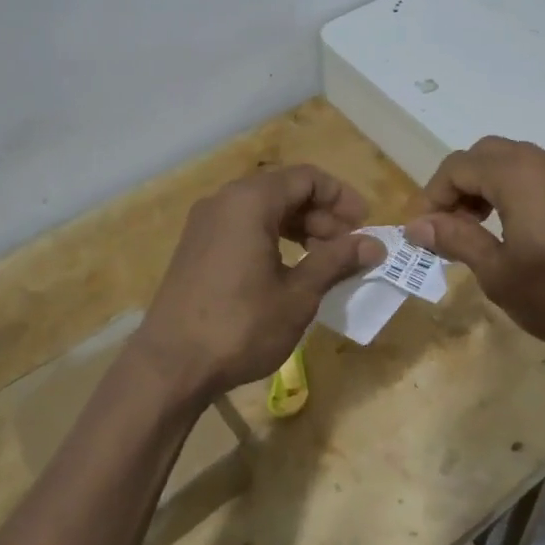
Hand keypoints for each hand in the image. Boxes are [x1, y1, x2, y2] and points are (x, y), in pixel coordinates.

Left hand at [133, 165, 383, 401]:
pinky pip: (243, 227)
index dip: (341, 197)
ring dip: (299, 228)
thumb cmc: (241, 325)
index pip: (307, 178)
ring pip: (263, 210)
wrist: (170, 366)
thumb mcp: (298, 294)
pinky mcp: (196, 248)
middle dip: (322, 215)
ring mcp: (205, 224)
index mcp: (250, 201)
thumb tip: (374, 245)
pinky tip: (288, 271)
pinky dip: (273, 239)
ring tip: (323, 261)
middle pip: (284, 190)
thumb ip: (336, 261)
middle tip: (348, 248)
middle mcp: (224, 201)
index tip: (364, 225)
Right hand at [405, 137, 544, 355]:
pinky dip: (511, 190)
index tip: (422, 233)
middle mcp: (542, 161)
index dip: (432, 196)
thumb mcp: (499, 273)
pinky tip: (512, 229)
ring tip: (475, 230)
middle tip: (447, 227)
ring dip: (484, 187)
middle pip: (483, 156)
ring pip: (511, 161)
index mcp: (517, 175)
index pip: (457, 167)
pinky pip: (535, 174)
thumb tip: (417, 225)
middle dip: (457, 186)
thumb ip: (456, 239)